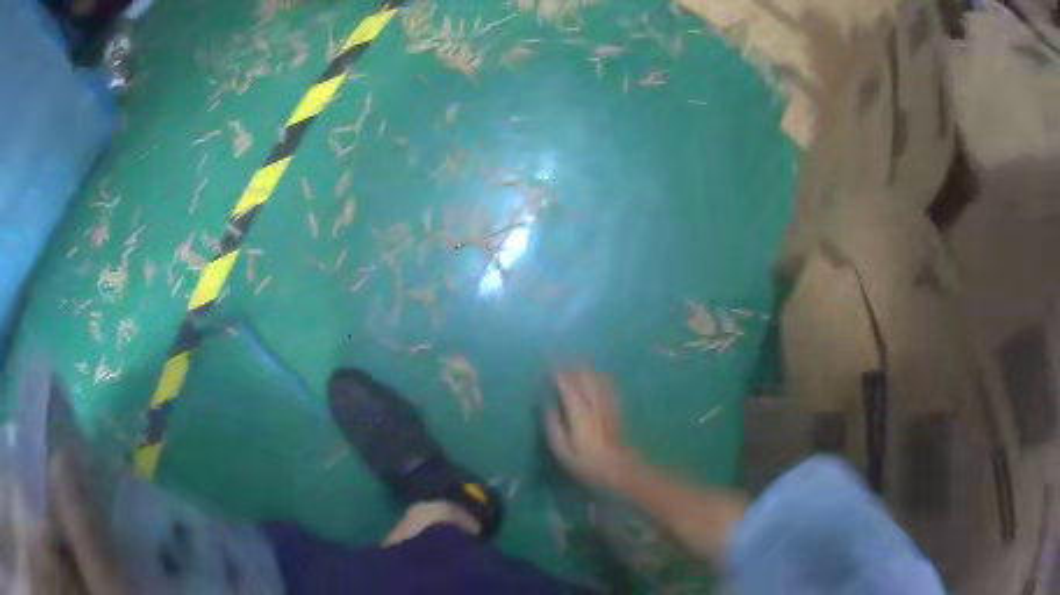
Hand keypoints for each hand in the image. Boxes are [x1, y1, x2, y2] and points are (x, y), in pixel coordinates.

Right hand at [545, 369, 638, 491]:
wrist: (618, 470)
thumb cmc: (585, 463)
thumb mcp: (561, 449)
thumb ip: (552, 424)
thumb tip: (547, 403)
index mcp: (579, 412)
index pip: (567, 385)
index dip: (557, 374)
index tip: (547, 367)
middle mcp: (595, 403)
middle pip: (584, 376)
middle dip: (571, 366)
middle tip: (559, 362)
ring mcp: (608, 404)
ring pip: (597, 377)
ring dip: (585, 368)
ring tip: (575, 364)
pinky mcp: (616, 408)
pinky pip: (608, 384)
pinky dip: (599, 376)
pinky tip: (596, 375)